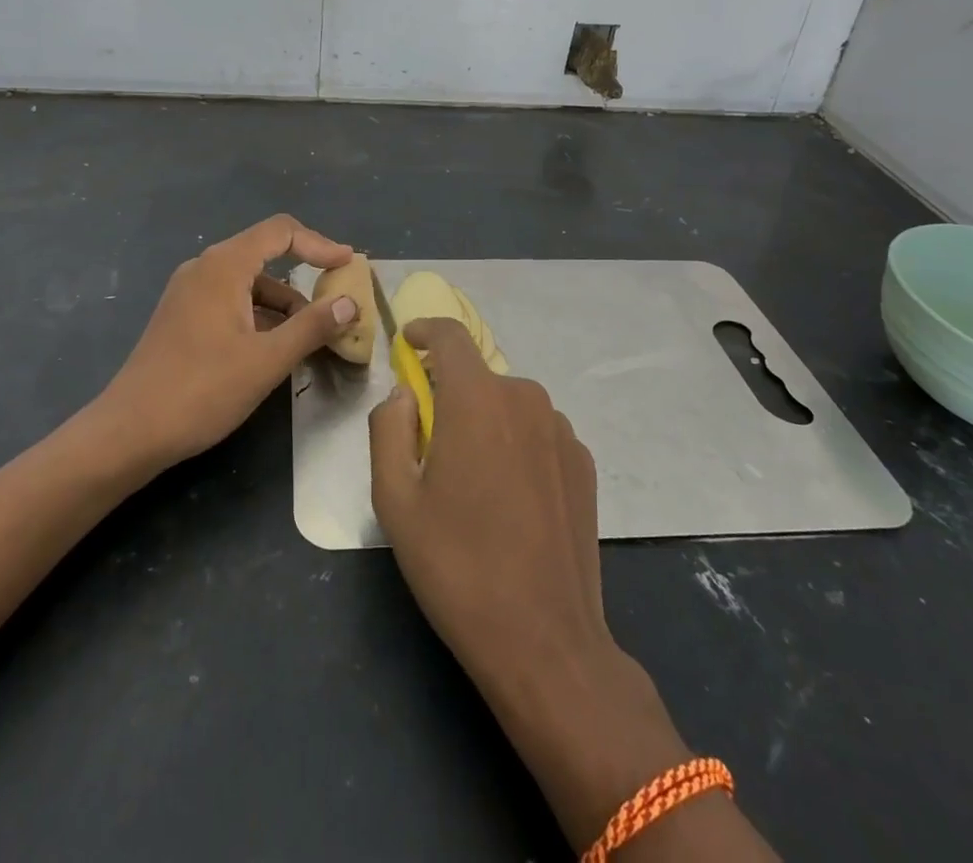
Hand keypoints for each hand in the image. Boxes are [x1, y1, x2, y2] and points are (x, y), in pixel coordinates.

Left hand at [103, 215, 359, 466]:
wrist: (129, 432)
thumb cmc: (202, 390)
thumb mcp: (267, 360)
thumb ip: (311, 327)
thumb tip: (349, 302)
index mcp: (223, 266)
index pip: (280, 232)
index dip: (319, 244)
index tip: (348, 265)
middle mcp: (204, 268)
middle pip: (264, 254)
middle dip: (304, 275)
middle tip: (336, 301)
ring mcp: (188, 293)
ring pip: (248, 283)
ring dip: (283, 303)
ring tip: (311, 337)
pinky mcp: (182, 317)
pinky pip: (231, 301)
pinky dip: (259, 315)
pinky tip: (274, 348)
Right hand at [369, 319, 694, 848]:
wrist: (545, 640)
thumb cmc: (456, 566)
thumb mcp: (394, 499)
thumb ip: (388, 428)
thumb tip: (405, 394)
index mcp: (477, 398)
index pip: (450, 335)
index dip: (424, 331)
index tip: (408, 344)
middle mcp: (526, 399)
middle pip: (478, 376)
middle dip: (450, 394)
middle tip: (431, 444)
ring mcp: (562, 430)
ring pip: (509, 405)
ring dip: (485, 422)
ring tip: (473, 481)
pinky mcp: (584, 462)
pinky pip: (537, 432)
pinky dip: (516, 445)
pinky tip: (511, 499)